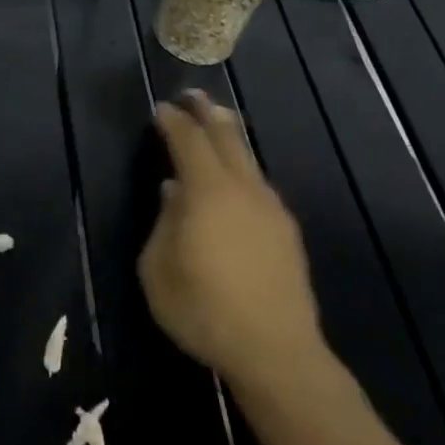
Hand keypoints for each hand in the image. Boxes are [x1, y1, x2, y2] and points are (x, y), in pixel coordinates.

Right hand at [139, 91, 324, 392]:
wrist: (274, 348)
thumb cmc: (203, 309)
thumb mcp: (158, 269)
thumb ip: (163, 223)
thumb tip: (173, 192)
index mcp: (207, 191)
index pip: (188, 140)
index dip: (172, 121)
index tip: (160, 109)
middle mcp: (243, 188)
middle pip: (226, 136)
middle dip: (207, 112)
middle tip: (194, 96)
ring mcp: (270, 207)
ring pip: (248, 159)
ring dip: (229, 138)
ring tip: (217, 126)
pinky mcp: (286, 230)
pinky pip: (259, 186)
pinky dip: (242, 171)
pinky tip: (235, 185)